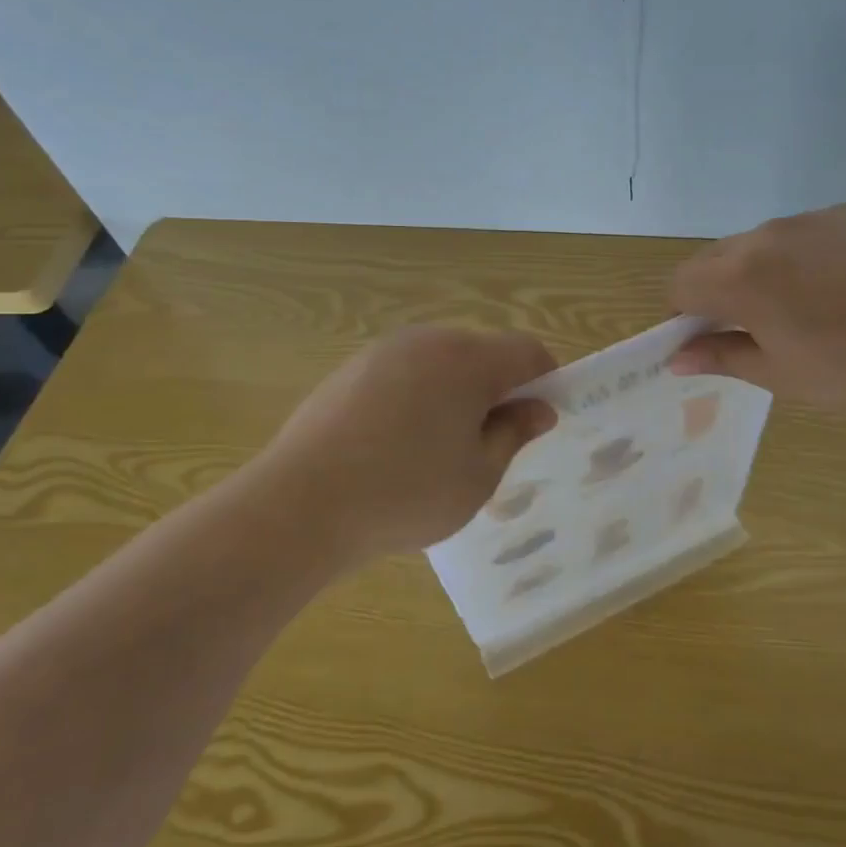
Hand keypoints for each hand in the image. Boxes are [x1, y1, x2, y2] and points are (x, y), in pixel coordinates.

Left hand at [251, 326, 557, 561]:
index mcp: (468, 359)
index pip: (526, 351)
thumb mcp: (478, 474)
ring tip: (439, 449)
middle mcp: (427, 341)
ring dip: (455, 393)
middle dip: (497, 389)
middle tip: (490, 443)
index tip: (538, 420)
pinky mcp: (349, 371)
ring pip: (440, 363)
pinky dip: (416, 398)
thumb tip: (538, 409)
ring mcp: (382, 352)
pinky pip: (403, 374)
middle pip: (482, 353)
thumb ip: (514, 433)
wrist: (301, 505)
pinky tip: (396, 446)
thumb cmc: (407, 493)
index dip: (544, 380)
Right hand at [669, 204, 845, 410]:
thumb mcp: (780, 375)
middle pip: (714, 259)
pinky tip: (841, 288)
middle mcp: (766, 234)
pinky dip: (802, 258)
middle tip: (755, 329)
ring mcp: (809, 218)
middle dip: (717, 292)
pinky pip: (802, 234)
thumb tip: (677, 357)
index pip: (680, 284)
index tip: (709, 340)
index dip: (683, 315)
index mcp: (741, 277)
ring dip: (759, 273)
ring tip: (806, 309)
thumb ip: (721, 357)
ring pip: (758, 244)